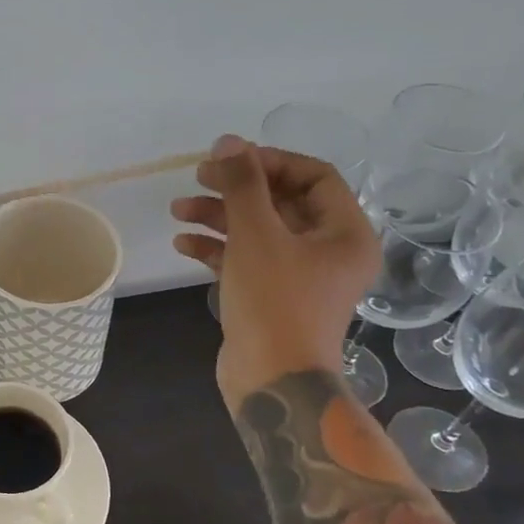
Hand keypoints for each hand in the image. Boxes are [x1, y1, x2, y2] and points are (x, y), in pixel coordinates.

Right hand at [171, 134, 380, 411]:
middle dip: (236, 189)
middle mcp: (329, 251)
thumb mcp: (256, 235)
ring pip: (259, 231)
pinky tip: (183, 244)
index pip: (314, 176)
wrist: (272, 382)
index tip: (229, 160)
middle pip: (282, 202)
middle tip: (198, 178)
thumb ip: (242, 184)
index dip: (271, 161)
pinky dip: (217, 249)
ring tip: (178, 211)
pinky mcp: (272, 297)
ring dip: (219, 217)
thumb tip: (228, 141)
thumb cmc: (275, 302)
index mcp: (345, 233)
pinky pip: (247, 260)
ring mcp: (300, 277)